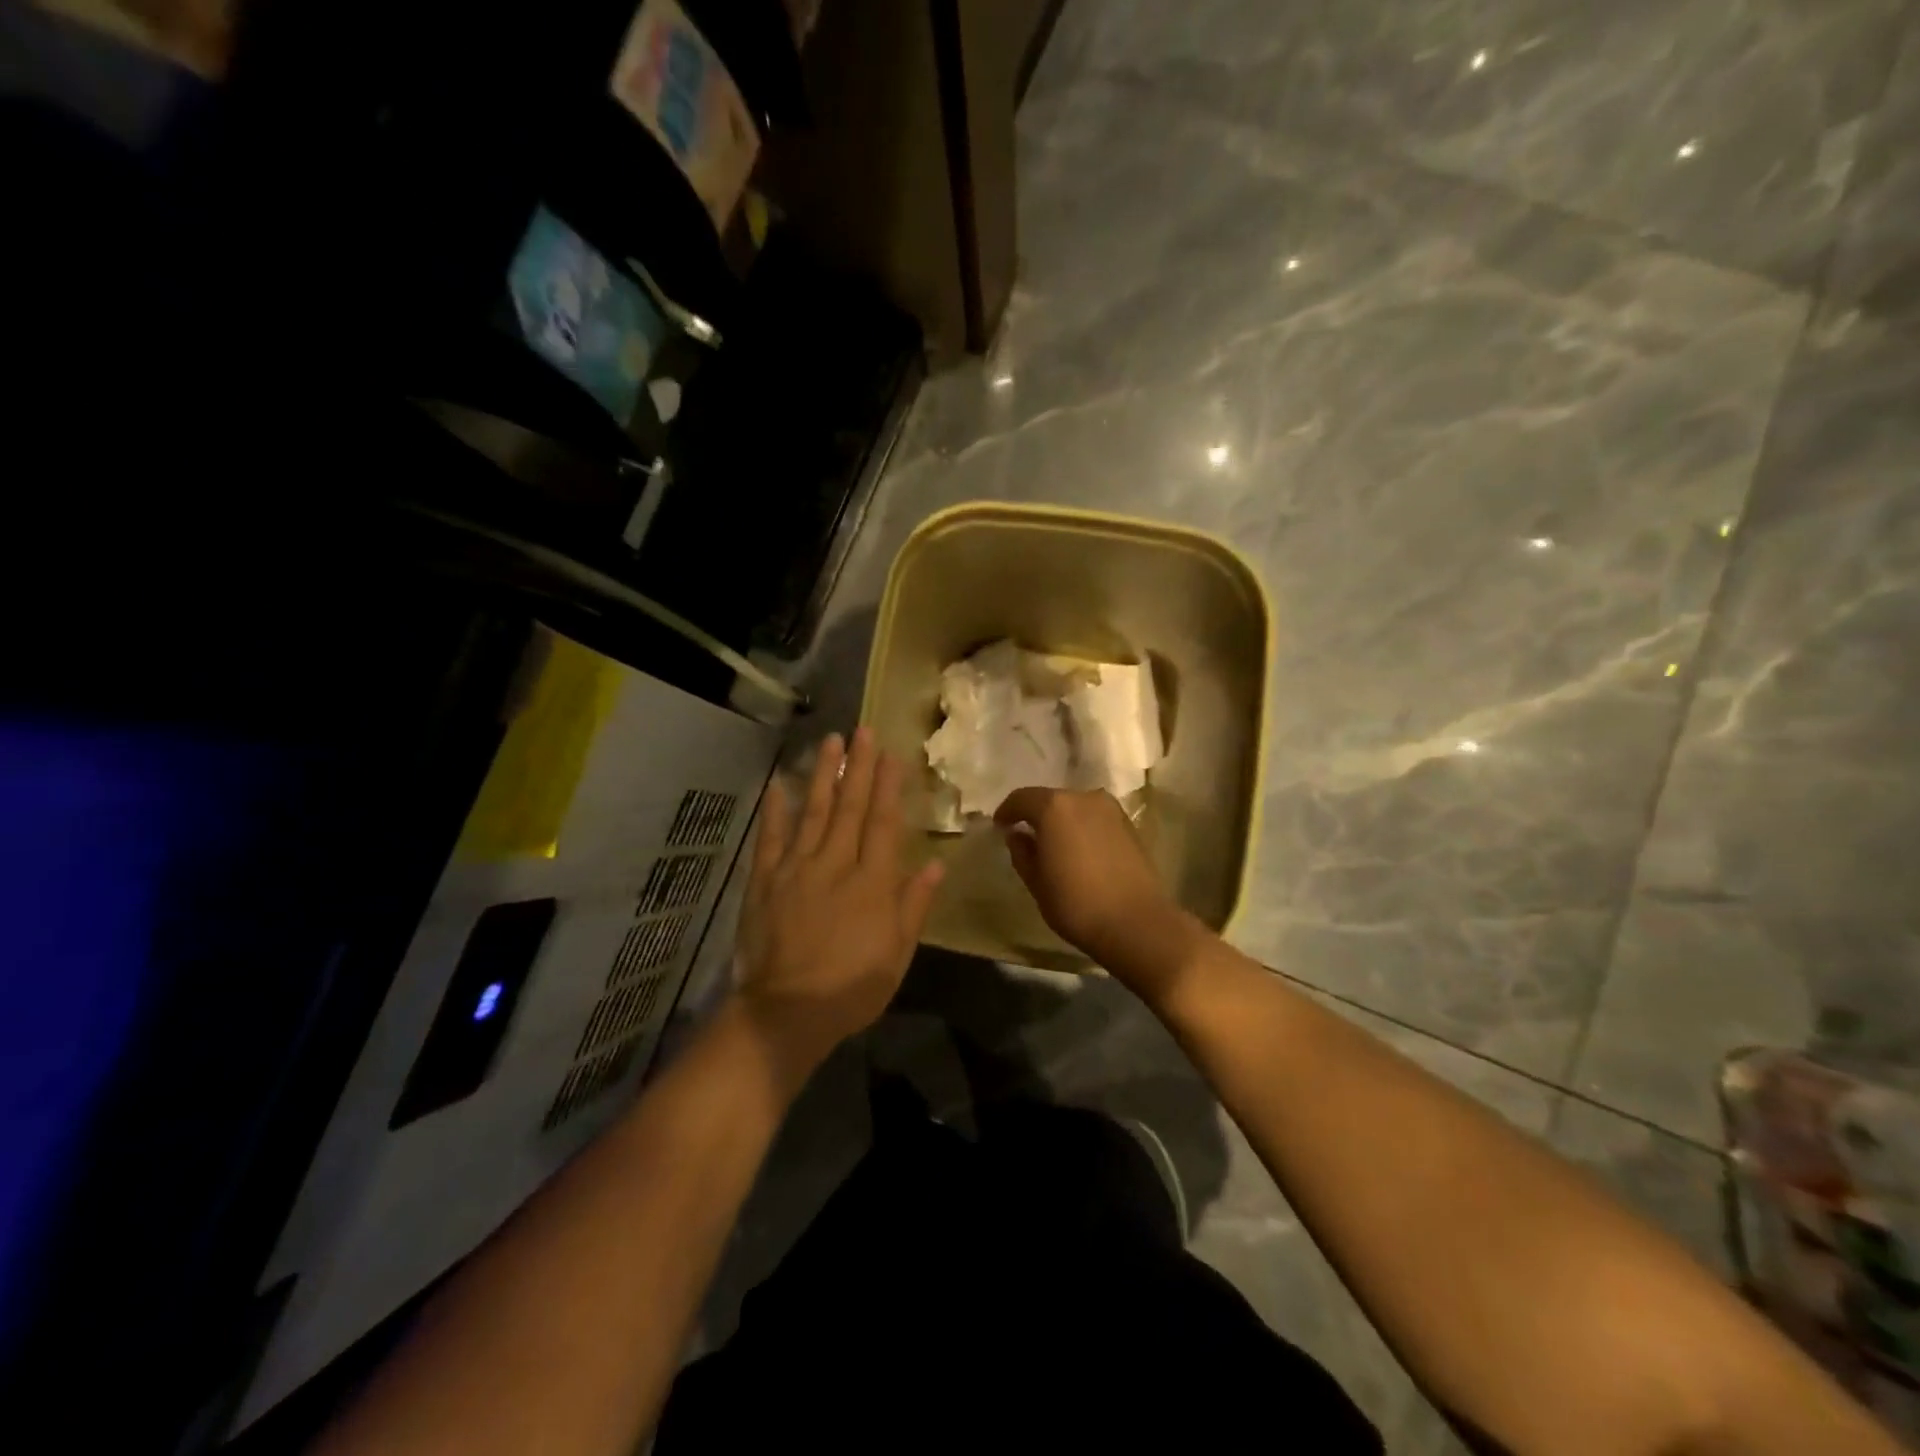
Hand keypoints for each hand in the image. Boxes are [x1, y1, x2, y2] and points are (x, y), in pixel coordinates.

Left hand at [734, 727, 943, 1082]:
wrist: (787, 1013)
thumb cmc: (852, 988)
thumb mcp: (897, 954)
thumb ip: (914, 905)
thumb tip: (936, 865)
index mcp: (872, 882)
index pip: (883, 823)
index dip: (888, 786)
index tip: (891, 754)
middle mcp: (835, 864)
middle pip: (849, 807)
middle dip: (858, 767)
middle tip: (863, 731)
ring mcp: (796, 869)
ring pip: (812, 812)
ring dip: (822, 775)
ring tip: (829, 741)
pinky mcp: (764, 882)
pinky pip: (770, 840)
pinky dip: (774, 812)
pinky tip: (777, 785)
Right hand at [994, 787, 1199, 997]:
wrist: (1137, 923)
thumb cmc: (1076, 903)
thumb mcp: (1037, 882)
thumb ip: (1022, 852)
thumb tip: (1017, 835)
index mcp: (1055, 807)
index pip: (1021, 798)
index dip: (1007, 811)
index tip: (1000, 827)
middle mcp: (1084, 797)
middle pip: (1051, 799)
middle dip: (1036, 815)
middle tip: (1026, 837)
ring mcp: (1111, 809)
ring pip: (1076, 808)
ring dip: (1062, 821)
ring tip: (1054, 846)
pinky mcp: (1129, 825)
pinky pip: (1095, 819)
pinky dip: (1082, 828)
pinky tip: (1079, 851)